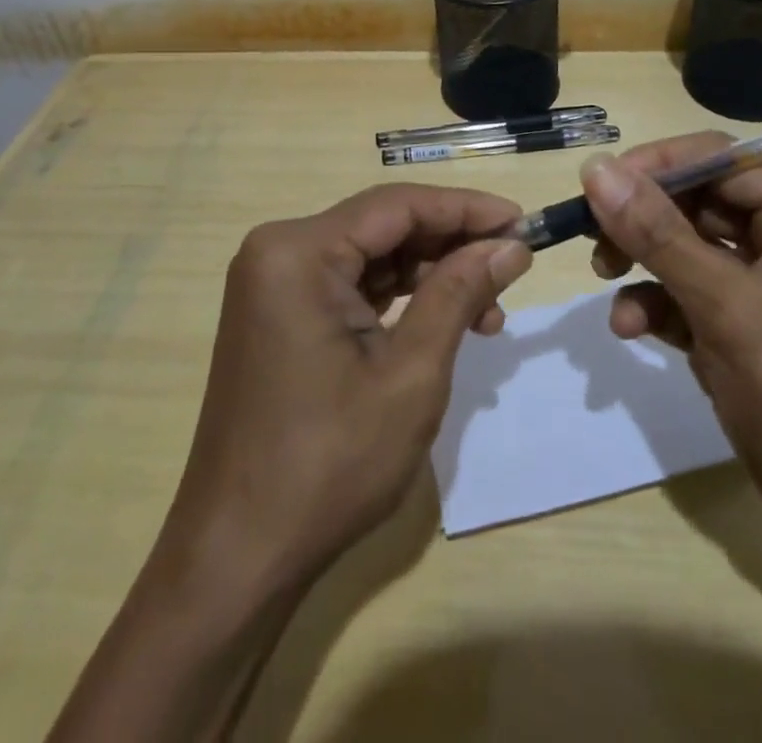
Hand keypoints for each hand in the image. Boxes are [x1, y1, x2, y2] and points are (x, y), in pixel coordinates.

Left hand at [156, 183, 531, 596]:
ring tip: (489, 313)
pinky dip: (400, 299)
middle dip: (451, 246)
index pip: (398, 205)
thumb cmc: (329, 465)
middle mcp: (279, 252)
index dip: (466, 209)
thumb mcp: (411, 373)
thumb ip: (460, 293)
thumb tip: (511, 244)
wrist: (238, 557)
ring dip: (431, 276)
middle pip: (384, 226)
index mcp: (298, 252)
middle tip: (512, 269)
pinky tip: (444, 322)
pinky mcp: (280, 315)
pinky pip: (351, 285)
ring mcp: (275, 284)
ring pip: (372, 256)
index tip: (522, 220)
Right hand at [583, 138, 761, 566]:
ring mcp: (760, 286)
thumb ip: (660, 235)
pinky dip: (654, 305)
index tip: (600, 186)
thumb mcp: (730, 307)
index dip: (657, 165)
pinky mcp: (739, 328)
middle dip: (641, 218)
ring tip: (605, 276)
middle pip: (695, 200)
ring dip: (641, 261)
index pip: (718, 159)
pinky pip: (685, 296)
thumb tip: (597, 168)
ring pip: (683, 248)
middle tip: (592, 235)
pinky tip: (628, 328)